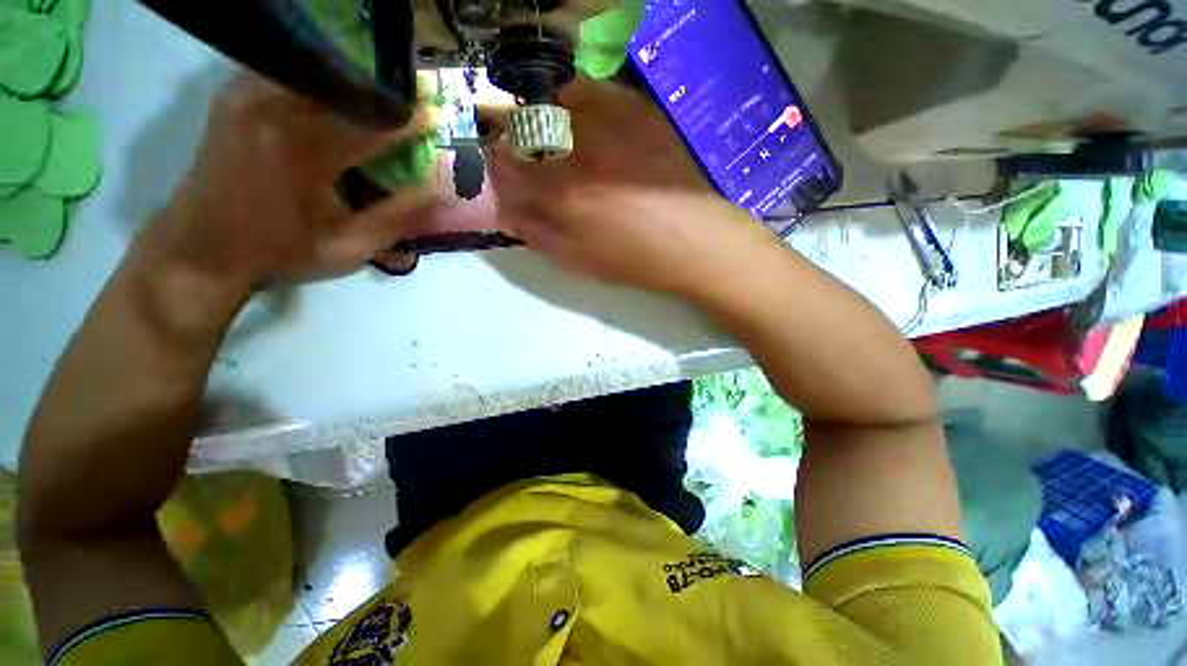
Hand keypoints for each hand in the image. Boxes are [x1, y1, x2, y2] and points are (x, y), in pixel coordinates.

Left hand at [140, 72, 436, 294]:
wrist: (200, 249)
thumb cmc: (281, 253)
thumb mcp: (351, 247)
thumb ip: (399, 217)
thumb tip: (440, 191)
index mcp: (302, 151)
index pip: (371, 123)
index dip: (409, 120)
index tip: (435, 116)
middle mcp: (270, 108)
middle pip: (344, 86)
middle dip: (383, 96)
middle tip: (410, 104)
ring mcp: (245, 94)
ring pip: (315, 71)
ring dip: (352, 84)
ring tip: (377, 101)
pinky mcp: (232, 94)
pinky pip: (287, 72)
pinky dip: (318, 81)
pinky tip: (333, 98)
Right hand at [484, 78, 780, 295]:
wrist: (694, 241)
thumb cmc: (634, 260)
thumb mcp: (577, 260)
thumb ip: (535, 232)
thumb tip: (504, 206)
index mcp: (561, 193)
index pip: (507, 164)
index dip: (499, 164)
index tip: (503, 170)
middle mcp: (580, 149)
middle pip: (526, 127)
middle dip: (518, 140)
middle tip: (531, 158)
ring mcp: (611, 125)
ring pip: (555, 103)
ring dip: (547, 119)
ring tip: (561, 142)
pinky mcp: (638, 112)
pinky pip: (593, 92)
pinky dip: (579, 103)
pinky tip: (588, 125)